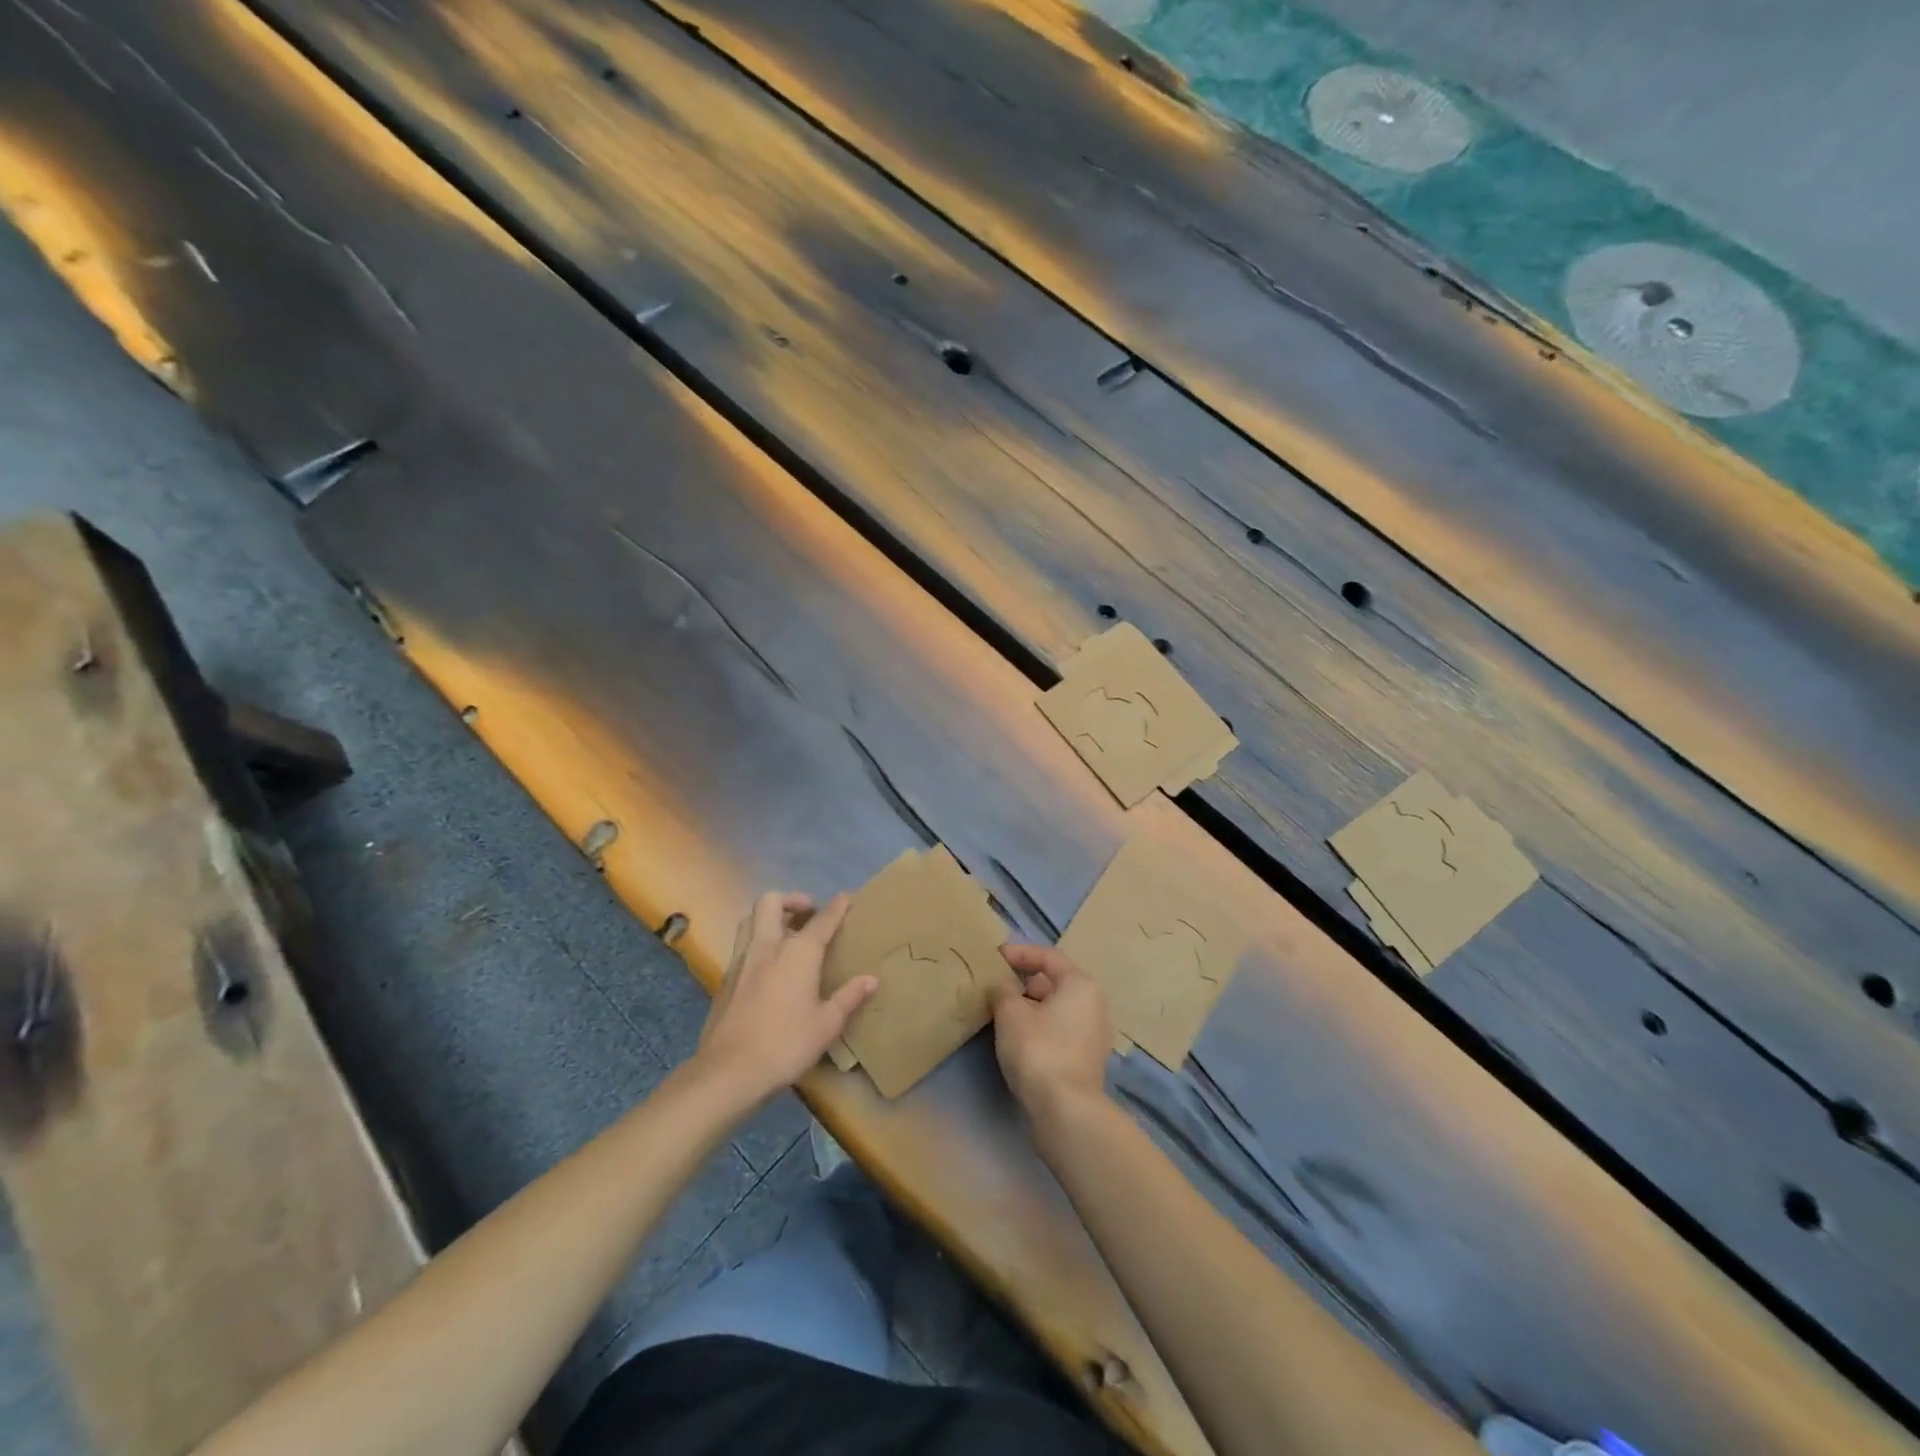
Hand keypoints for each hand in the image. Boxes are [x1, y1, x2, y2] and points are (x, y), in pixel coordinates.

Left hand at [696, 892, 875, 1103]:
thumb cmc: (786, 1044)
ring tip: (786, 932)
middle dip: (792, 899)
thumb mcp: (827, 1024)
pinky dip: (757, 940)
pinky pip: (742, 944)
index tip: (845, 898)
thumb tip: (871, 979)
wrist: (728, 1071)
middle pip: (772, 902)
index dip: (836, 907)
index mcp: (798, 953)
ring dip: (769, 915)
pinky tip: (768, 964)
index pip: (822, 920)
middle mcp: (767, 946)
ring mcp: (741, 961)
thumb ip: (849, 997)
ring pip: (750, 919)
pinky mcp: (725, 979)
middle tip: (808, 912)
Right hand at [991, 944, 1113, 1118]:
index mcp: (1080, 984)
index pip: (1048, 957)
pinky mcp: (1086, 1060)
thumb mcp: (1010, 1012)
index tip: (994, 957)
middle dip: (1024, 981)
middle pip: (1055, 982)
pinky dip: (1038, 1026)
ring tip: (1001, 1011)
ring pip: (1056, 1008)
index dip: (1019, 953)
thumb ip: (1002, 990)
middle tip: (995, 985)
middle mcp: (1094, 1004)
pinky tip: (1017, 1037)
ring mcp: (1093, 1035)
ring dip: (1030, 1006)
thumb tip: (1001, 986)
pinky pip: (1059, 1030)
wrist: (1065, 1110)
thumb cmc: (1038, 1048)